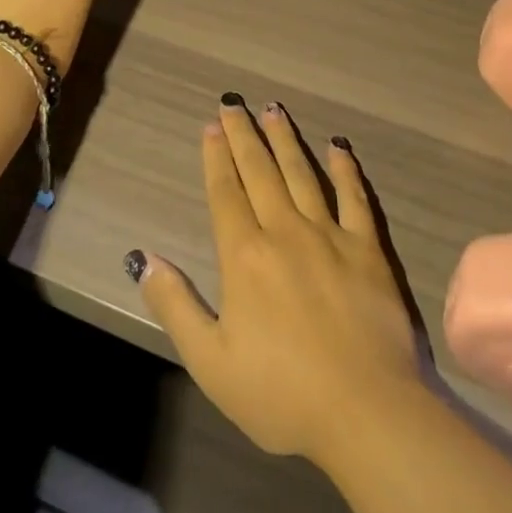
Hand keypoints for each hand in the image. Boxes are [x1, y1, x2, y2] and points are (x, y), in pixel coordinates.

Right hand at [134, 97, 422, 465]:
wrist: (367, 410)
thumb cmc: (282, 393)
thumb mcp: (211, 362)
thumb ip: (176, 306)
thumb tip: (143, 258)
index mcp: (245, 255)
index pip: (226, 192)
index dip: (216, 157)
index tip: (212, 126)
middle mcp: (285, 231)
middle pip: (260, 171)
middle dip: (244, 135)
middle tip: (235, 102)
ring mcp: (330, 235)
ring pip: (302, 174)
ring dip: (286, 140)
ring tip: (274, 109)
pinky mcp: (368, 249)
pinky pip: (354, 198)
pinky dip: (344, 169)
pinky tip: (338, 147)